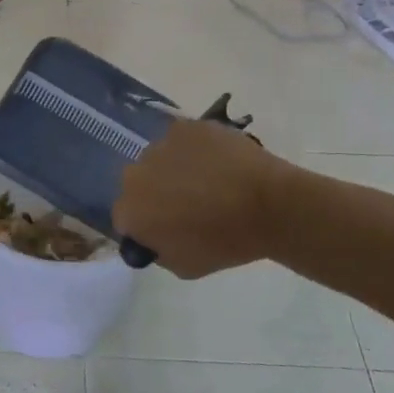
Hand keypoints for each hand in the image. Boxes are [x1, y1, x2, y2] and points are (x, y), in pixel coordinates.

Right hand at [113, 118, 284, 278]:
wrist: (269, 205)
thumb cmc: (226, 242)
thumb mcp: (185, 266)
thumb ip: (158, 249)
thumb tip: (154, 237)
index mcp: (131, 211)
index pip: (125, 217)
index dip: (145, 223)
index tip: (167, 227)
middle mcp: (136, 174)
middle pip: (138, 183)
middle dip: (156, 192)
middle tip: (187, 202)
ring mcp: (160, 145)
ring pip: (159, 158)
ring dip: (173, 168)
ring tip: (207, 179)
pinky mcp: (185, 126)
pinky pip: (182, 139)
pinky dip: (194, 148)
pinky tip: (218, 161)